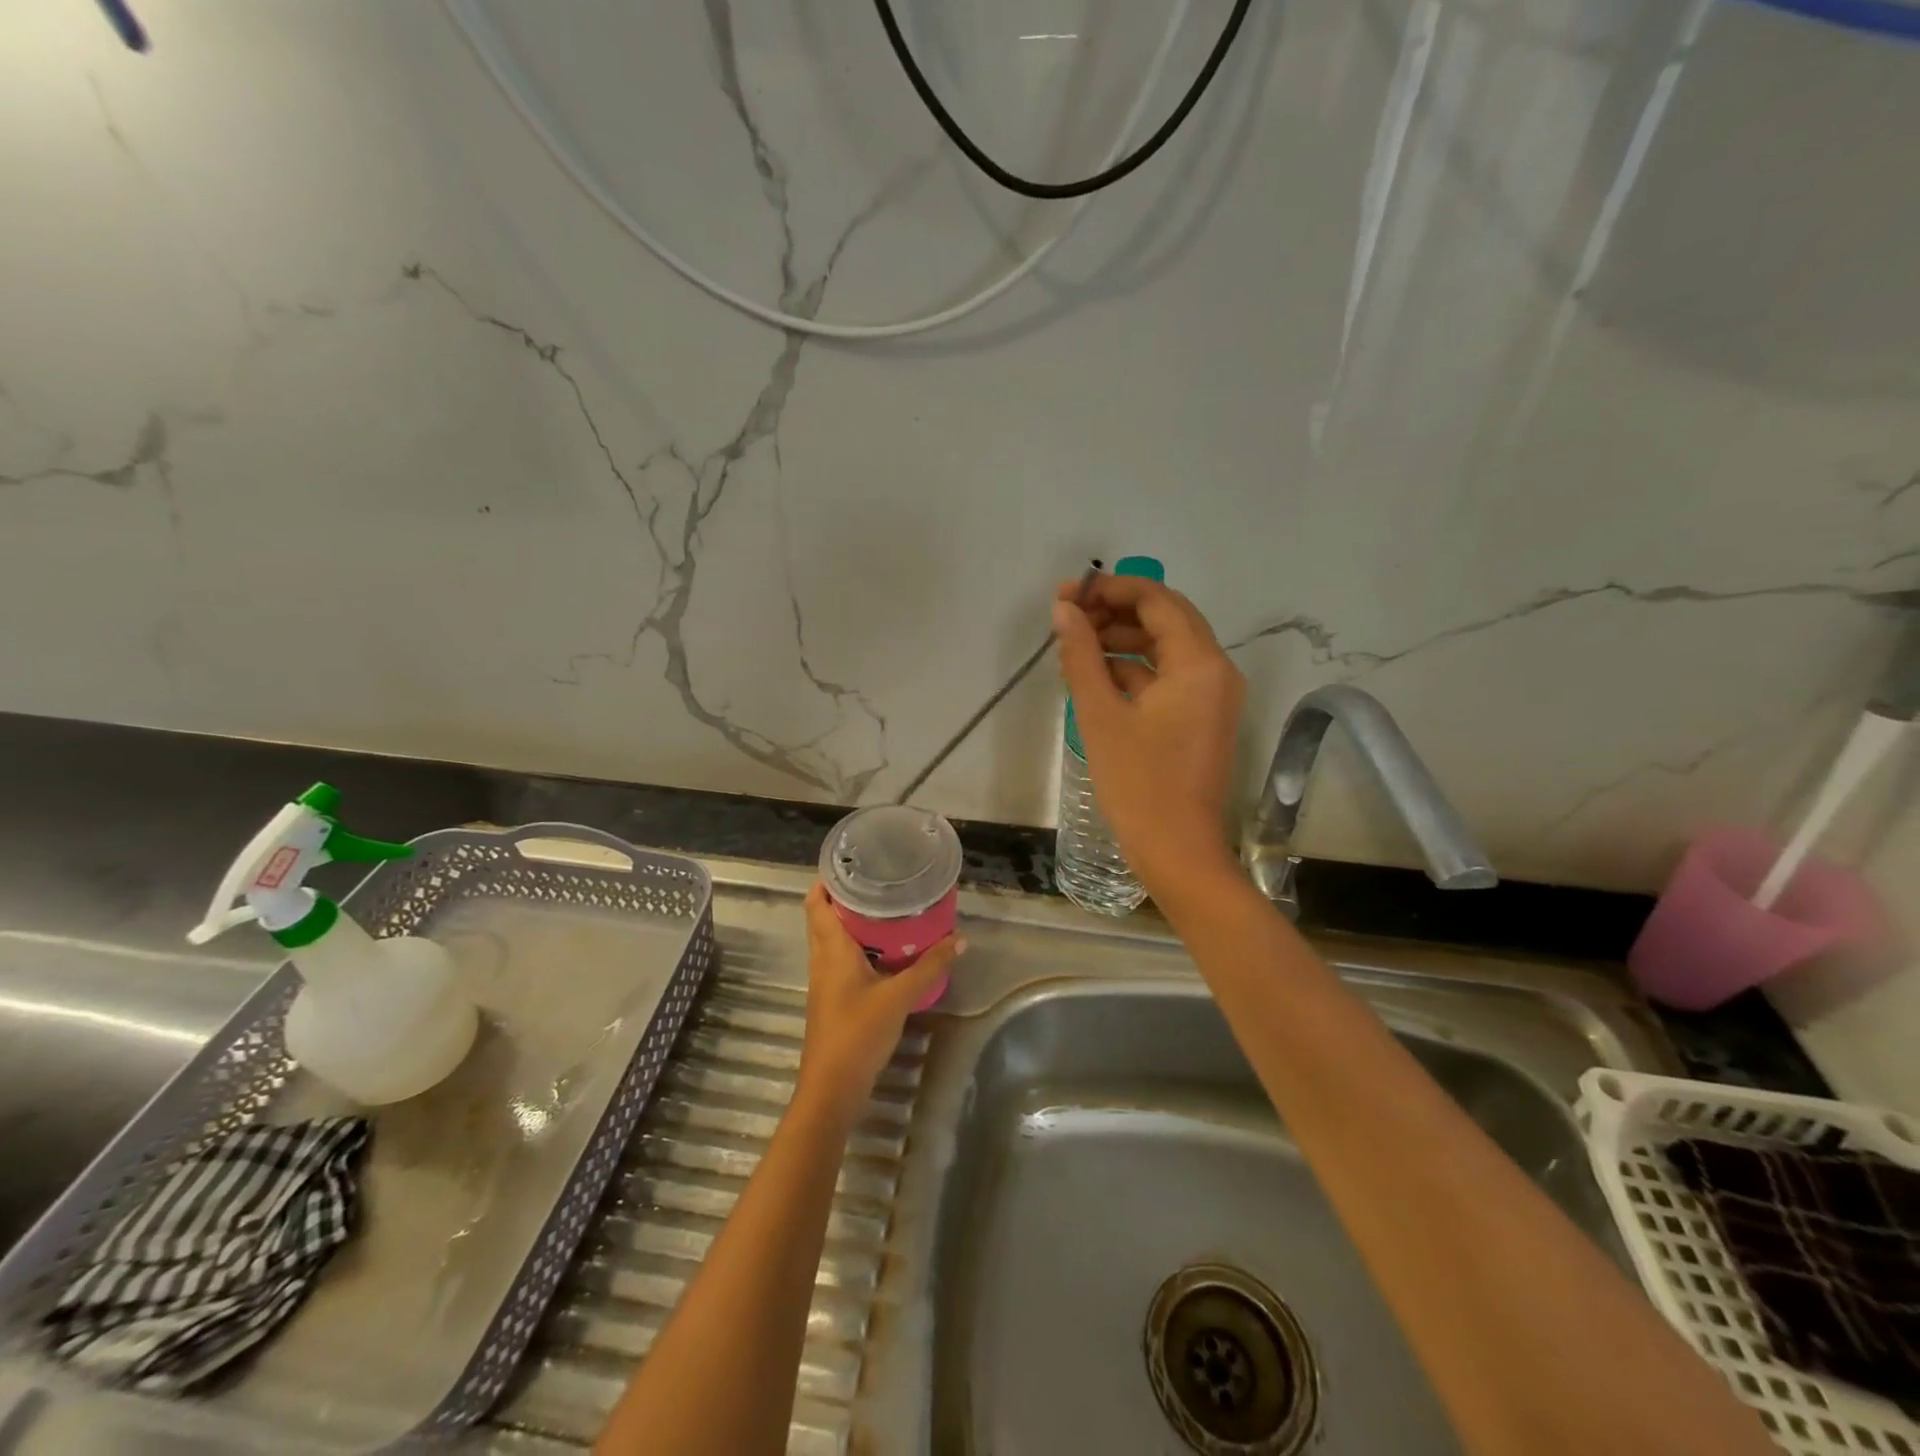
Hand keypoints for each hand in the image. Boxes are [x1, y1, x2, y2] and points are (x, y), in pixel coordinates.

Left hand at [796, 884, 960, 1124]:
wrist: (832, 1088)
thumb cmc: (858, 1033)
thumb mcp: (899, 997)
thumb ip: (929, 967)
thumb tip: (959, 938)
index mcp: (831, 949)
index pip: (816, 902)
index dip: (828, 879)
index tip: (853, 861)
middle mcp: (823, 959)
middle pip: (824, 917)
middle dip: (847, 897)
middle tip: (880, 879)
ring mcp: (825, 980)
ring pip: (833, 939)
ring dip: (853, 922)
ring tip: (887, 907)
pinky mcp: (833, 998)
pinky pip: (842, 959)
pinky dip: (859, 946)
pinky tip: (886, 950)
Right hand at [1052, 574, 1245, 898]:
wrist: (1178, 853)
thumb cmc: (1139, 784)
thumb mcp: (1101, 715)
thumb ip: (1081, 655)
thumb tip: (1063, 611)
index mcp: (1200, 663)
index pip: (1157, 601)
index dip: (1110, 589)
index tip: (1067, 593)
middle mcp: (1216, 671)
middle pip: (1165, 619)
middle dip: (1115, 611)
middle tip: (1067, 615)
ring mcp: (1213, 697)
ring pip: (1165, 648)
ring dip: (1122, 640)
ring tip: (1073, 645)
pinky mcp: (1202, 719)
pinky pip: (1168, 678)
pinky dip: (1133, 670)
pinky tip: (1094, 675)